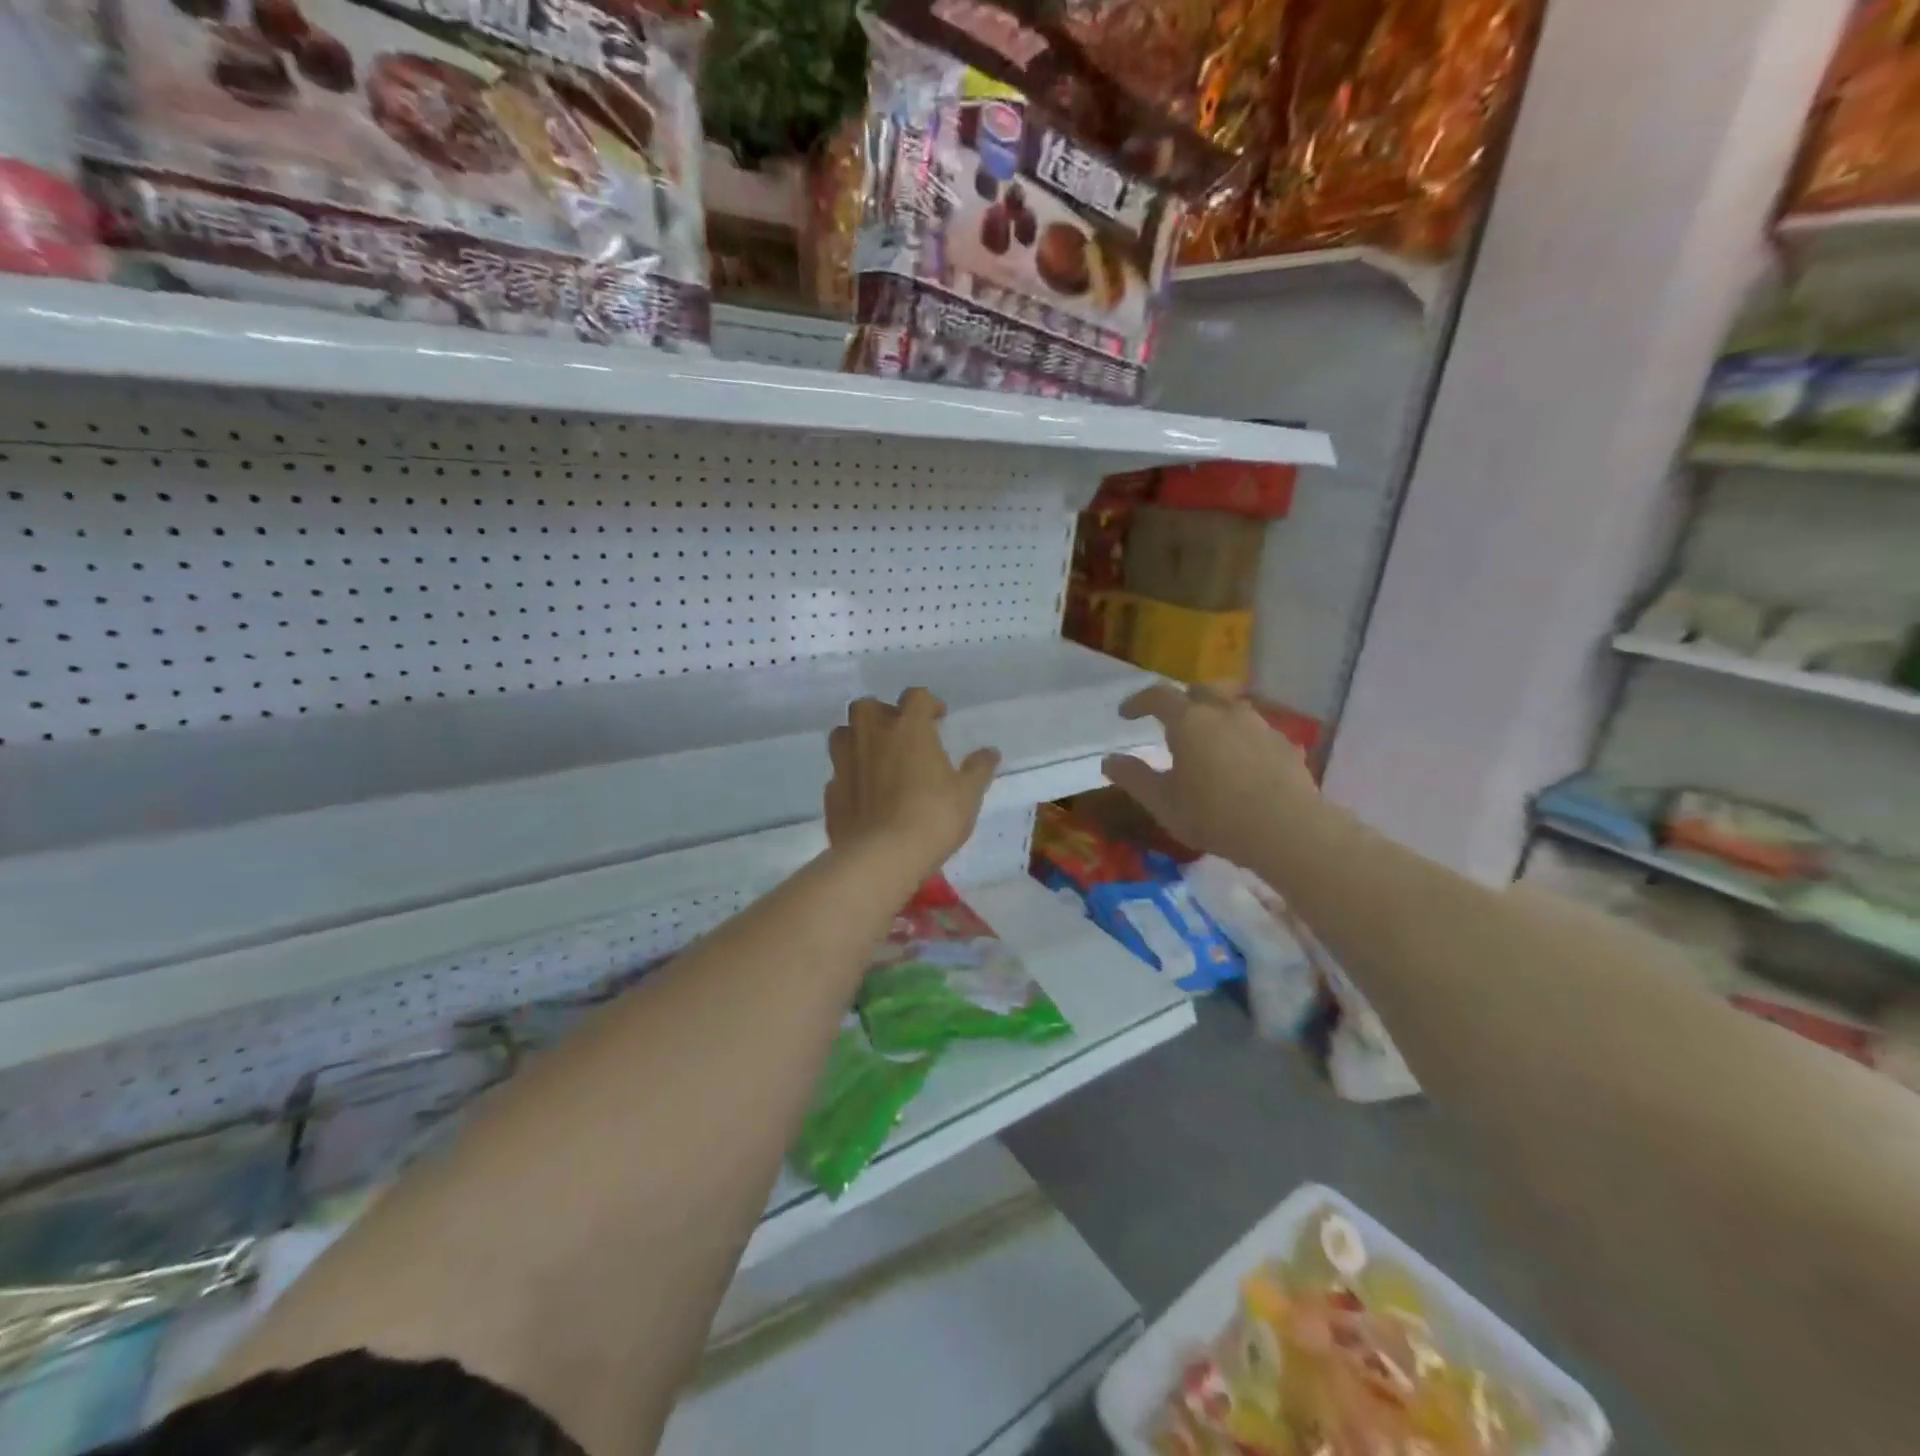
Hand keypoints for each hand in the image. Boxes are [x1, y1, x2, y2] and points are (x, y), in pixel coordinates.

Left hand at [825, 688, 1000, 873]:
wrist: (882, 856)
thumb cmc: (933, 817)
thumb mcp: (967, 795)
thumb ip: (978, 769)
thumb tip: (990, 752)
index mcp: (908, 728)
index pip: (916, 697)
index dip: (928, 703)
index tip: (938, 718)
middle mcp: (871, 735)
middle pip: (868, 706)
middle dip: (883, 713)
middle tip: (899, 733)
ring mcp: (845, 762)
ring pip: (843, 734)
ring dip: (858, 738)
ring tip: (875, 757)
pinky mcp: (831, 790)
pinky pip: (838, 772)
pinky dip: (850, 775)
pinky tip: (863, 792)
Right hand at [1101, 683, 1315, 866]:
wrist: (1287, 830)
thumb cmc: (1214, 815)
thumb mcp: (1163, 803)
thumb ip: (1133, 778)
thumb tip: (1109, 760)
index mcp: (1189, 721)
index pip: (1158, 695)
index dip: (1138, 701)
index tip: (1126, 715)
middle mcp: (1225, 712)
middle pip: (1199, 691)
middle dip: (1180, 700)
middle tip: (1169, 720)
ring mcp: (1260, 725)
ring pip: (1231, 707)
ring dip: (1213, 716)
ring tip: (1206, 741)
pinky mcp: (1285, 744)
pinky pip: (1256, 731)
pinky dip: (1240, 738)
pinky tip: (1241, 763)